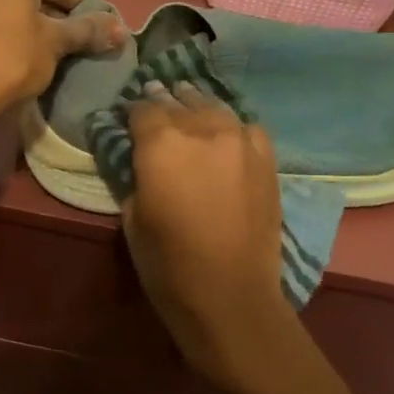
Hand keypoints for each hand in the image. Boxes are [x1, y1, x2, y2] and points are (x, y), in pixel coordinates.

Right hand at [121, 82, 302, 393]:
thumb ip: (135, 175)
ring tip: (188, 101)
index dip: (132, 112)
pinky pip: (246, 126)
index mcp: (161, 143)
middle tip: (155, 98)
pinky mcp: (265, 158)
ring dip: (196, 104)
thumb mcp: (131, 217)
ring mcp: (239, 140)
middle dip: (164, 101)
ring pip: (213, 107)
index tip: (127, 119)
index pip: (142, 109)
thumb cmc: (168, 263)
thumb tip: (139, 158)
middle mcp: (201, 129)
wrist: (230, 294)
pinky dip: (231, 125)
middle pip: (178, 102)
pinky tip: (226, 132)